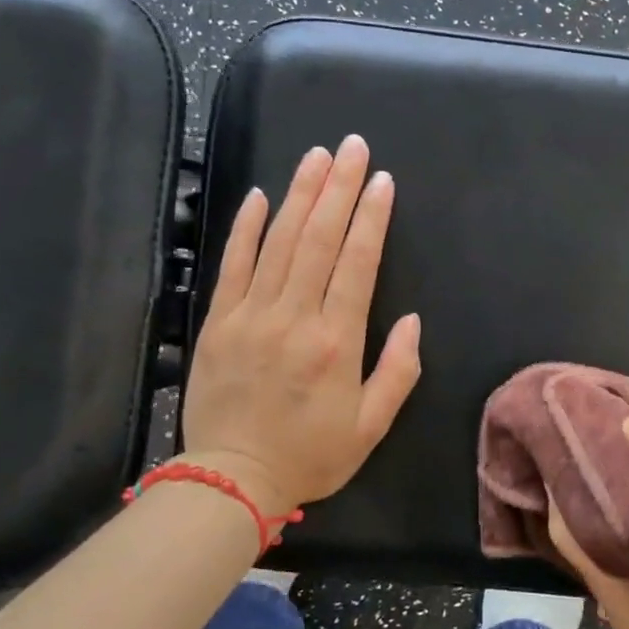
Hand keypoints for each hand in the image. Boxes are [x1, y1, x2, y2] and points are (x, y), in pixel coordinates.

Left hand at [180, 135, 421, 515]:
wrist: (231, 481)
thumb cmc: (310, 455)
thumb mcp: (372, 426)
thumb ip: (398, 371)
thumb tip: (411, 319)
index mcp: (336, 342)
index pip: (357, 263)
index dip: (372, 217)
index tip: (382, 180)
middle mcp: (294, 318)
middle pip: (319, 239)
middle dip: (340, 188)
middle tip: (353, 147)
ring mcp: (251, 316)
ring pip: (279, 242)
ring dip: (301, 194)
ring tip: (317, 155)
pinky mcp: (217, 322)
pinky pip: (234, 265)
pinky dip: (247, 228)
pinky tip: (261, 195)